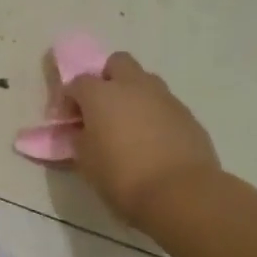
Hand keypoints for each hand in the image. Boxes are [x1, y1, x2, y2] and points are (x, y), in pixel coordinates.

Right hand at [67, 51, 221, 231]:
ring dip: (133, 94)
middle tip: (101, 107)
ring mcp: (164, 97)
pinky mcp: (187, 114)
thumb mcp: (86, 161)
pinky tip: (152, 140)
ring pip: (144, 81)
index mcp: (101, 94)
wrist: (181, 193)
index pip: (77, 82)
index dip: (69, 99)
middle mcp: (132, 86)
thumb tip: (82, 130)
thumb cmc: (123, 176)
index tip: (69, 120)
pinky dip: (154, 113)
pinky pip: (164, 104)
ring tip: (128, 124)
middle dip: (106, 78)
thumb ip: (80, 138)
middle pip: (117, 63)